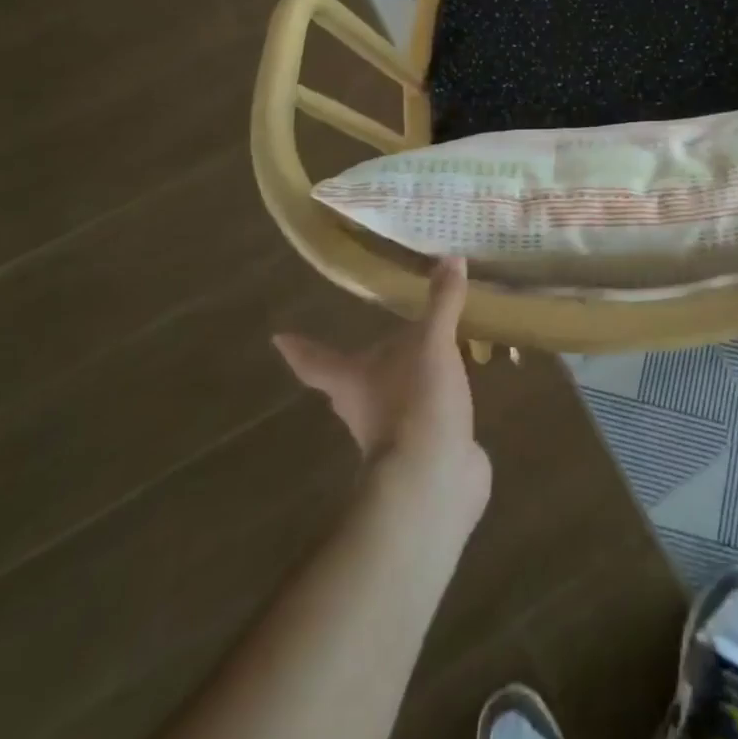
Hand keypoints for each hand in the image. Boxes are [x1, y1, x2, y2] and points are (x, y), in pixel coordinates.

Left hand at [273, 257, 489, 512]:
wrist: (433, 480)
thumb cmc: (415, 404)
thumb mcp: (432, 344)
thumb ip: (442, 303)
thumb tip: (451, 258)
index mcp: (352, 379)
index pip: (316, 360)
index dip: (299, 347)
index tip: (278, 337)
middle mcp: (364, 407)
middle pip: (352, 382)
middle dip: (362, 364)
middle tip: (376, 338)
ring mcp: (395, 434)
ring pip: (393, 399)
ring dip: (406, 381)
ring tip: (429, 354)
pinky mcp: (426, 449)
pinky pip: (430, 417)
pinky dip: (440, 402)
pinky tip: (460, 387)